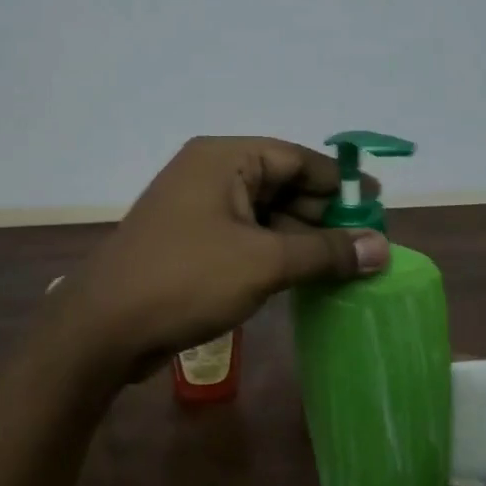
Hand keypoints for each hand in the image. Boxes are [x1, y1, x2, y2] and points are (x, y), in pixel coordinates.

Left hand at [49, 137, 390, 380]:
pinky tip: (304, 278)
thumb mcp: (265, 263)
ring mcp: (197, 210)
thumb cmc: (187, 280)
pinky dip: (274, 254)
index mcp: (224, 159)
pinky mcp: (191, 243)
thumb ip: (325, 252)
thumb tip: (381, 247)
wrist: (105, 327)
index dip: (340, 183)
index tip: (377, 208)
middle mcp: (209, 175)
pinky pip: (245, 238)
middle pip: (282, 185)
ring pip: (264, 215)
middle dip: (323, 215)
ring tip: (345, 268)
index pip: (296, 158)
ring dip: (301, 239)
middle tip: (365, 246)